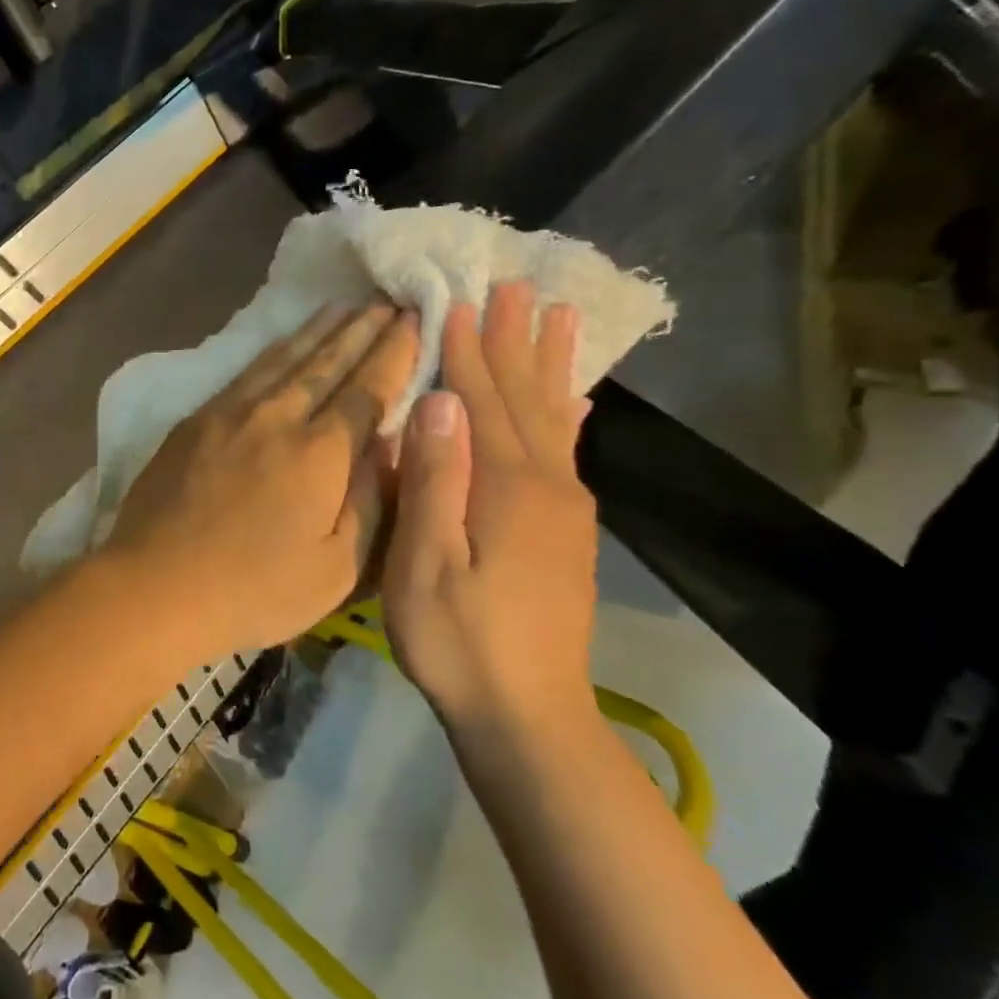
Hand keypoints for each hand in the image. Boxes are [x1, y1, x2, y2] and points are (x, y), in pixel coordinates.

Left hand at [104, 301, 420, 658]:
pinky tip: (282, 344)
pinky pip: (246, 371)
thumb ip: (371, 500)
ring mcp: (230, 412)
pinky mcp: (195, 420)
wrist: (156, 584)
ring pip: (284, 358)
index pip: (367, 389)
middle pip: (327, 362)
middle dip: (361, 330)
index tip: (414, 321)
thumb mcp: (338, 567)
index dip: (394, 353)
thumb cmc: (254, 590)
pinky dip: (273, 351)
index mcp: (320, 453)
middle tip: (386, 302)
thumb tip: (386, 445)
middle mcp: (277, 417)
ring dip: (318, 331)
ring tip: (342, 307)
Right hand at [381, 281, 598, 732]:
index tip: (461, 299)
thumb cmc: (458, 640)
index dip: (470, 349)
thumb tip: (440, 403)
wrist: (528, 713)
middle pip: (525, 397)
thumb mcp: (426, 564)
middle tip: (515, 285)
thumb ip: (436, 481)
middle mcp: (546, 485)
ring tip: (557, 315)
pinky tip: (572, 398)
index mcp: (507, 487)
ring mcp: (564, 508)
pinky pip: (567, 452)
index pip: (482, 400)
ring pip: (552, 417)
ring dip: (548, 364)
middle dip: (516, 340)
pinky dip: (566, 413)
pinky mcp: (567, 530)